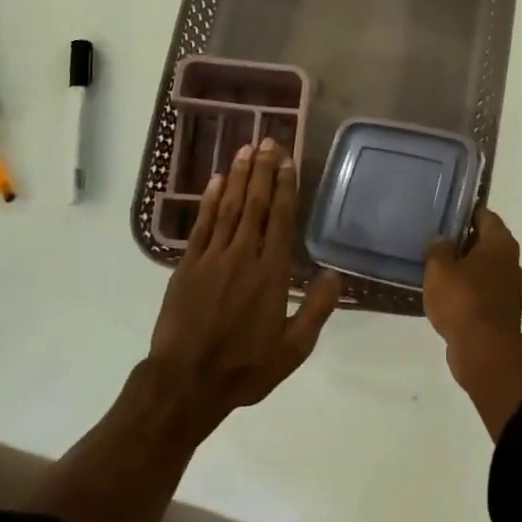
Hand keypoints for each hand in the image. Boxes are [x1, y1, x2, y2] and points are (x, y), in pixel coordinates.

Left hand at [150, 137, 342, 424]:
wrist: (186, 381)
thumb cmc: (244, 368)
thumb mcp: (292, 349)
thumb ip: (316, 310)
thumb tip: (336, 274)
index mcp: (271, 273)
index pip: (280, 219)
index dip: (285, 187)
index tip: (287, 160)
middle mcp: (243, 256)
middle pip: (255, 204)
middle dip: (262, 170)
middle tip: (267, 140)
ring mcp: (212, 257)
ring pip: (228, 207)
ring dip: (237, 176)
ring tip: (245, 148)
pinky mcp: (187, 265)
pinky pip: (201, 224)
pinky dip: (208, 200)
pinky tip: (215, 180)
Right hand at [424, 208, 521, 358]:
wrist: (484, 351)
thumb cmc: (463, 299)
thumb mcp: (439, 268)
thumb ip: (439, 249)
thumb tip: (443, 239)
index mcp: (501, 244)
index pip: (486, 216)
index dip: (467, 212)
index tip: (447, 213)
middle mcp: (511, 263)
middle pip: (487, 243)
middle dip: (465, 241)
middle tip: (438, 241)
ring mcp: (510, 290)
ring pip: (486, 269)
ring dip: (467, 269)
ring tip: (439, 269)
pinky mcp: (503, 313)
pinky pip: (484, 293)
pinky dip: (469, 291)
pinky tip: (448, 295)